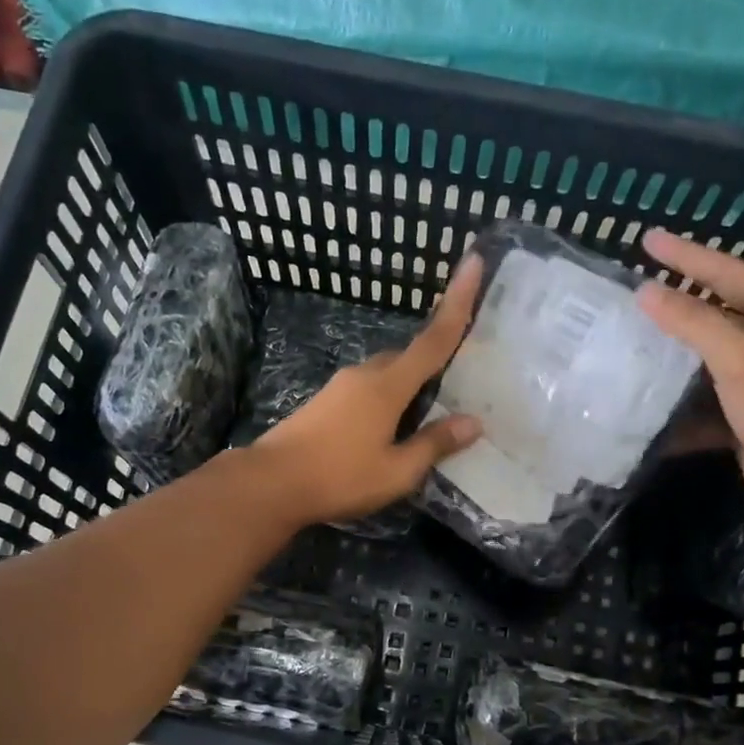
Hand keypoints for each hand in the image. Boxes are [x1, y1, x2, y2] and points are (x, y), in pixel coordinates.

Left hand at [250, 257, 483, 524]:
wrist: (270, 483)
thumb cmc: (339, 477)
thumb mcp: (396, 471)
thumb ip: (434, 444)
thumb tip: (473, 423)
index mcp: (387, 386)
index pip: (433, 340)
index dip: (458, 304)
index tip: (473, 261)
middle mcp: (364, 376)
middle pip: (407, 357)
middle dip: (431, 361)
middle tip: (455, 383)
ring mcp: (339, 387)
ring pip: (384, 374)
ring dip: (406, 385)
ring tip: (423, 417)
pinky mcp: (323, 402)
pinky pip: (366, 390)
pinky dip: (385, 399)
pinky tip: (387, 429)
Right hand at [636, 229, 743, 510]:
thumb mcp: (737, 356)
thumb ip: (692, 321)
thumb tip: (645, 292)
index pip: (728, 272)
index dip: (687, 255)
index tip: (647, 240)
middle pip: (716, 312)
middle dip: (677, 302)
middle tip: (636, 289)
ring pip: (705, 358)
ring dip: (672, 355)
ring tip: (631, 343)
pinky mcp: (743, 415)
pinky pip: (702, 400)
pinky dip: (677, 404)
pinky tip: (647, 404)